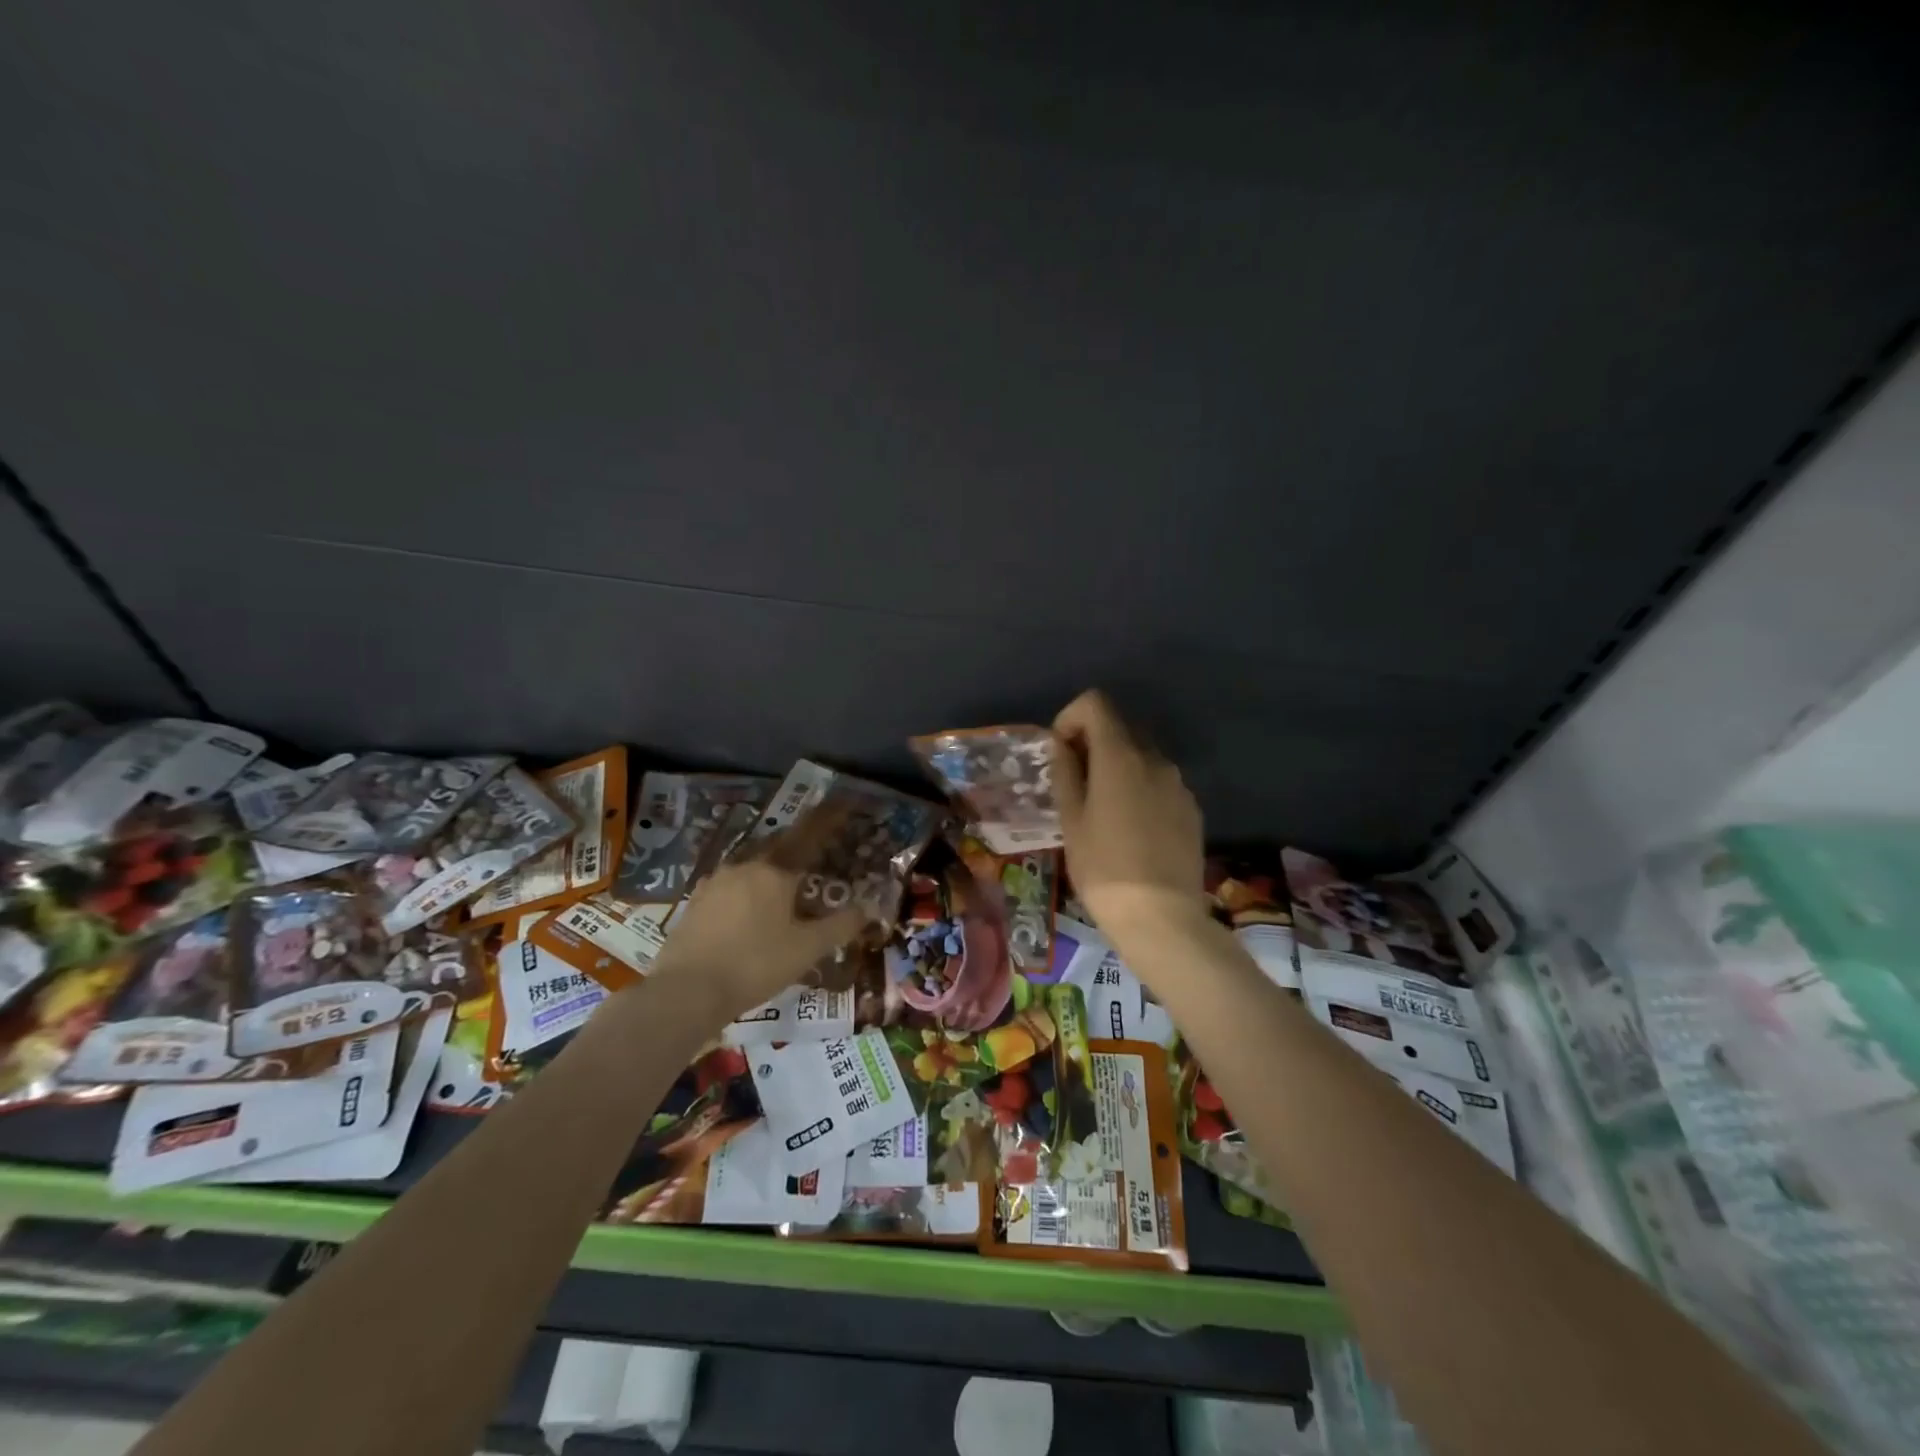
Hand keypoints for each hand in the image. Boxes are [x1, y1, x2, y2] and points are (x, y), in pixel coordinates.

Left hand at [647, 806, 868, 1021]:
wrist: (686, 991)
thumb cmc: (755, 964)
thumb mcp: (807, 949)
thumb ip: (840, 926)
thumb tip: (868, 909)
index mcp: (775, 871)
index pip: (809, 834)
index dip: (828, 818)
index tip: (844, 802)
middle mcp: (745, 866)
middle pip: (778, 845)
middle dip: (798, 844)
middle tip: (814, 850)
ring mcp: (715, 883)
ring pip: (751, 864)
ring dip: (770, 867)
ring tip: (783, 882)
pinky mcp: (695, 902)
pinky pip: (731, 884)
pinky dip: (747, 888)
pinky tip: (748, 906)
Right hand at [1052, 689, 1206, 943]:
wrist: (1161, 918)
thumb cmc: (1103, 869)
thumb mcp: (1071, 821)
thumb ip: (1065, 772)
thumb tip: (1062, 744)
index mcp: (1120, 757)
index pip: (1095, 703)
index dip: (1071, 718)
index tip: (1060, 752)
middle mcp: (1154, 760)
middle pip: (1119, 728)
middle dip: (1092, 745)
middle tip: (1075, 785)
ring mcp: (1178, 784)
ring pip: (1140, 758)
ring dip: (1117, 769)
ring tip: (1102, 813)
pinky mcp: (1191, 808)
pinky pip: (1159, 783)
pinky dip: (1140, 790)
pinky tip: (1132, 831)